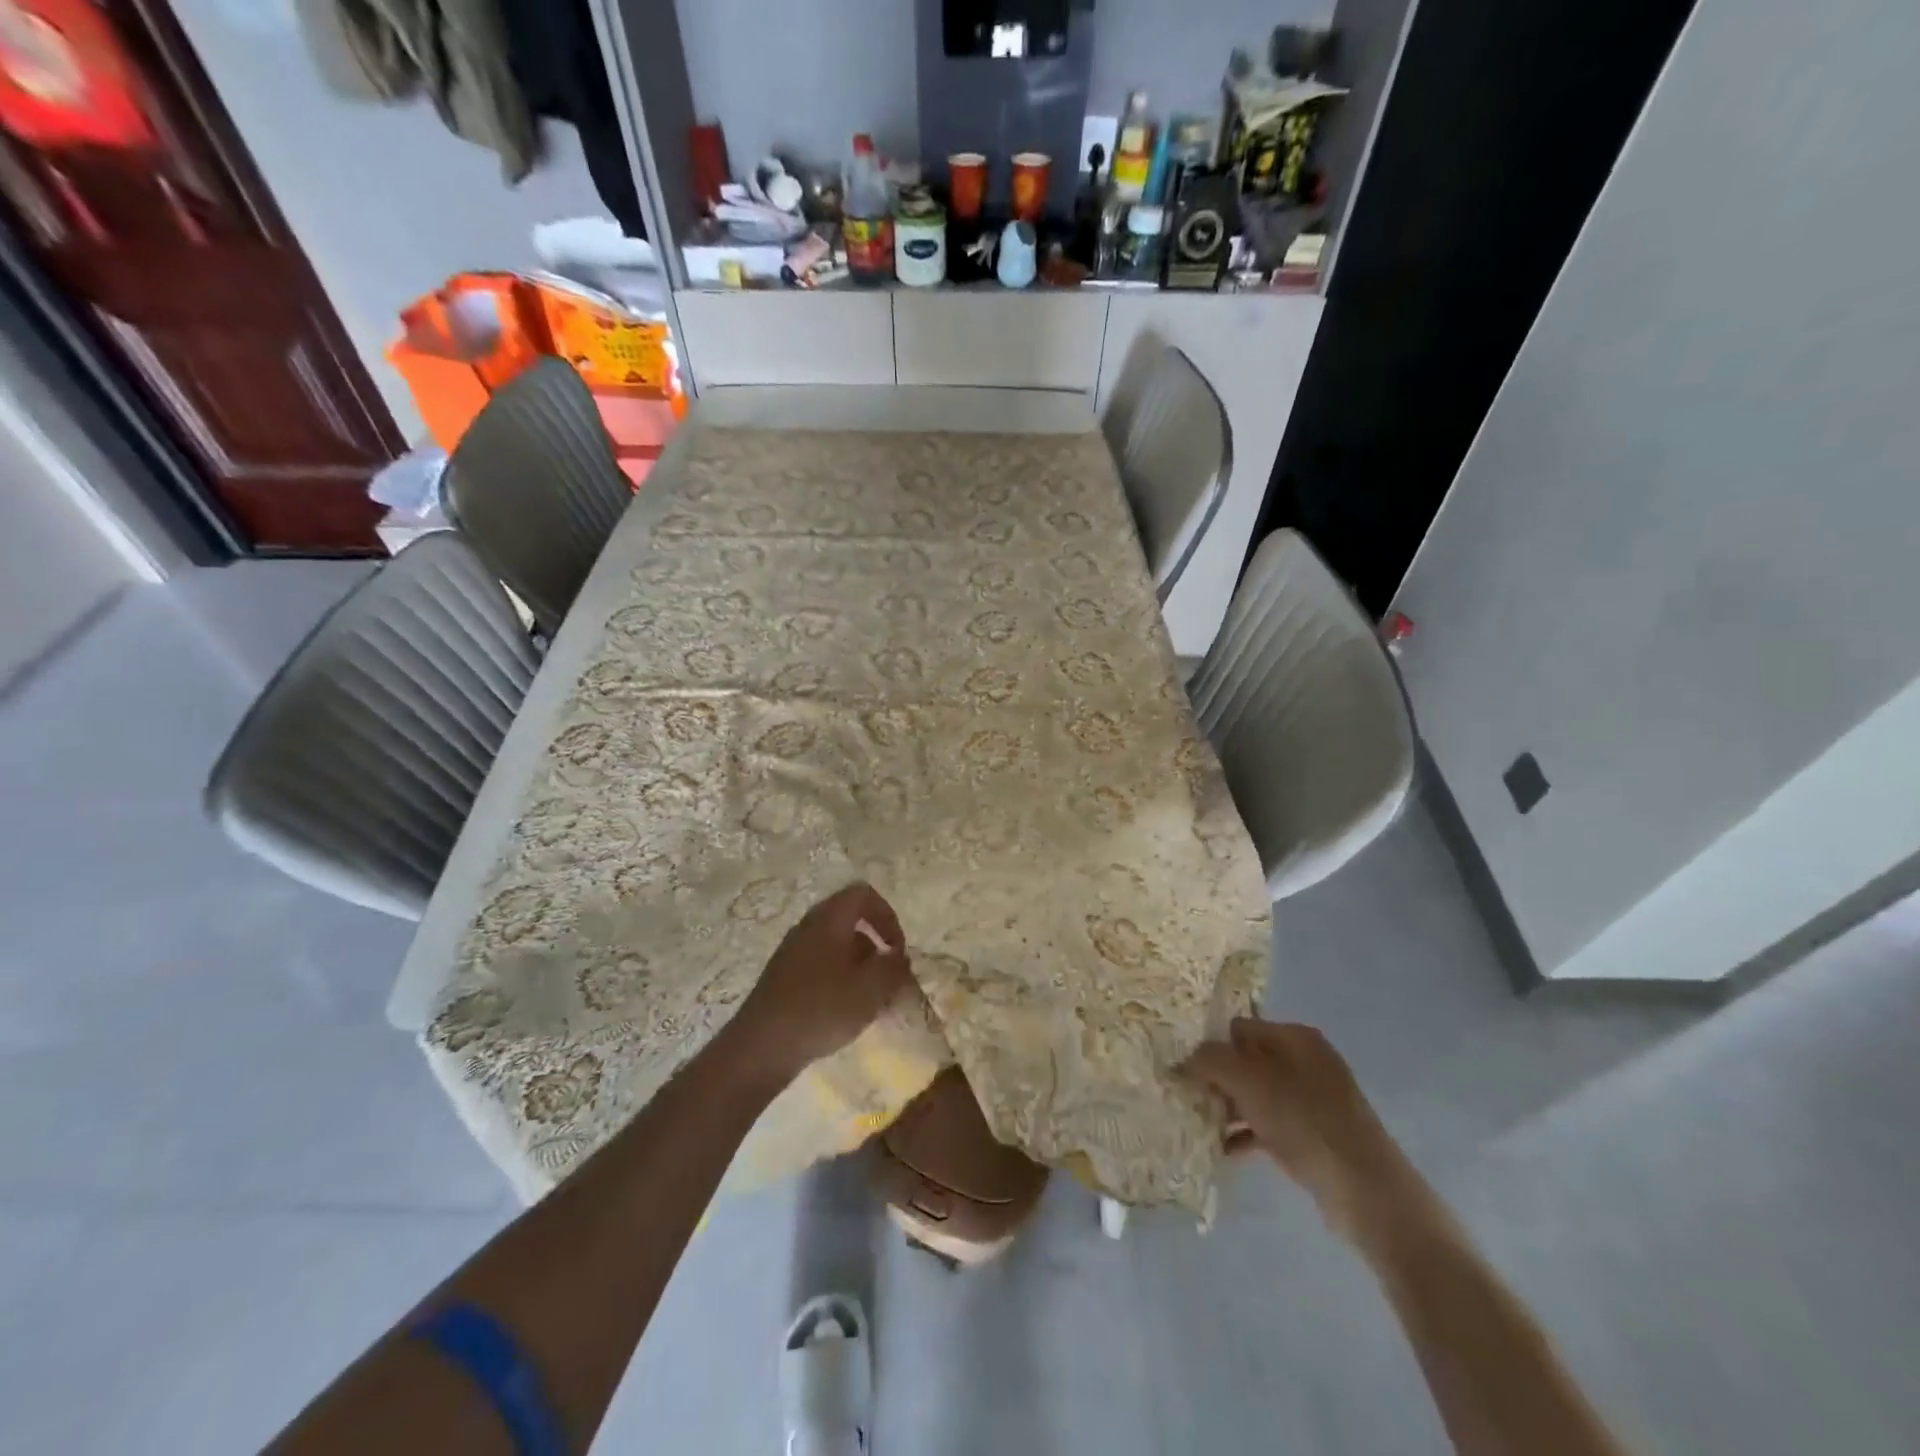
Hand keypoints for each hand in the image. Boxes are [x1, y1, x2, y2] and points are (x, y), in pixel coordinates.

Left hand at [729, 882, 914, 1080]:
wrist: (760, 1048)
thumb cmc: (821, 1009)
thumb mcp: (870, 989)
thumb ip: (893, 968)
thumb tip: (900, 957)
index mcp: (829, 919)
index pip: (864, 894)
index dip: (887, 915)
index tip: (897, 950)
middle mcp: (808, 926)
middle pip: (850, 921)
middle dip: (875, 947)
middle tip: (887, 977)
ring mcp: (792, 952)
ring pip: (836, 946)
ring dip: (859, 967)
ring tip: (870, 1002)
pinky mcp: (783, 977)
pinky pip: (820, 966)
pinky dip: (839, 980)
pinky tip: (844, 1013)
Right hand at [1184, 1018, 1429, 1247]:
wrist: (1365, 1189)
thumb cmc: (1304, 1121)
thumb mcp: (1248, 1082)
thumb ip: (1209, 1061)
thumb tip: (1182, 1058)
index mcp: (1295, 1037)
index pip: (1239, 1028)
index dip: (1211, 1044)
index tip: (1185, 1067)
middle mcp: (1306, 1060)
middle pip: (1247, 1060)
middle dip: (1218, 1078)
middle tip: (1189, 1097)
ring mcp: (1314, 1099)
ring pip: (1257, 1094)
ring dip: (1229, 1107)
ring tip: (1200, 1124)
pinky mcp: (1316, 1134)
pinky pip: (1270, 1123)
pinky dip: (1247, 1132)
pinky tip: (1224, 1149)